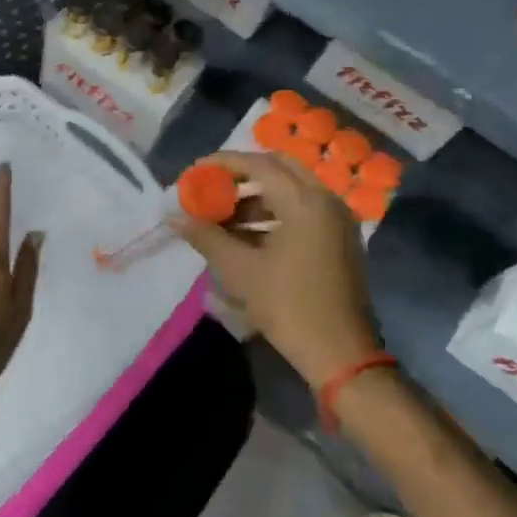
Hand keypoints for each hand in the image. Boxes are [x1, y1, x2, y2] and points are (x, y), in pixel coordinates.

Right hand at [174, 151, 377, 386]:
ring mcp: (338, 220)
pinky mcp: (341, 239)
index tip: (195, 173)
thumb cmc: (288, 306)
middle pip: (279, 168)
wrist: (341, 353)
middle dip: (243, 175)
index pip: (258, 163)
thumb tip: (175, 217)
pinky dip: (276, 213)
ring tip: (224, 220)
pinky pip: (305, 210)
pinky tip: (249, 238)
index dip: (222, 163)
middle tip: (213, 188)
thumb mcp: (240, 270)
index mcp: (304, 202)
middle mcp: (326, 200)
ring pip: (292, 190)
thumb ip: (206, 236)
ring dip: (257, 198)